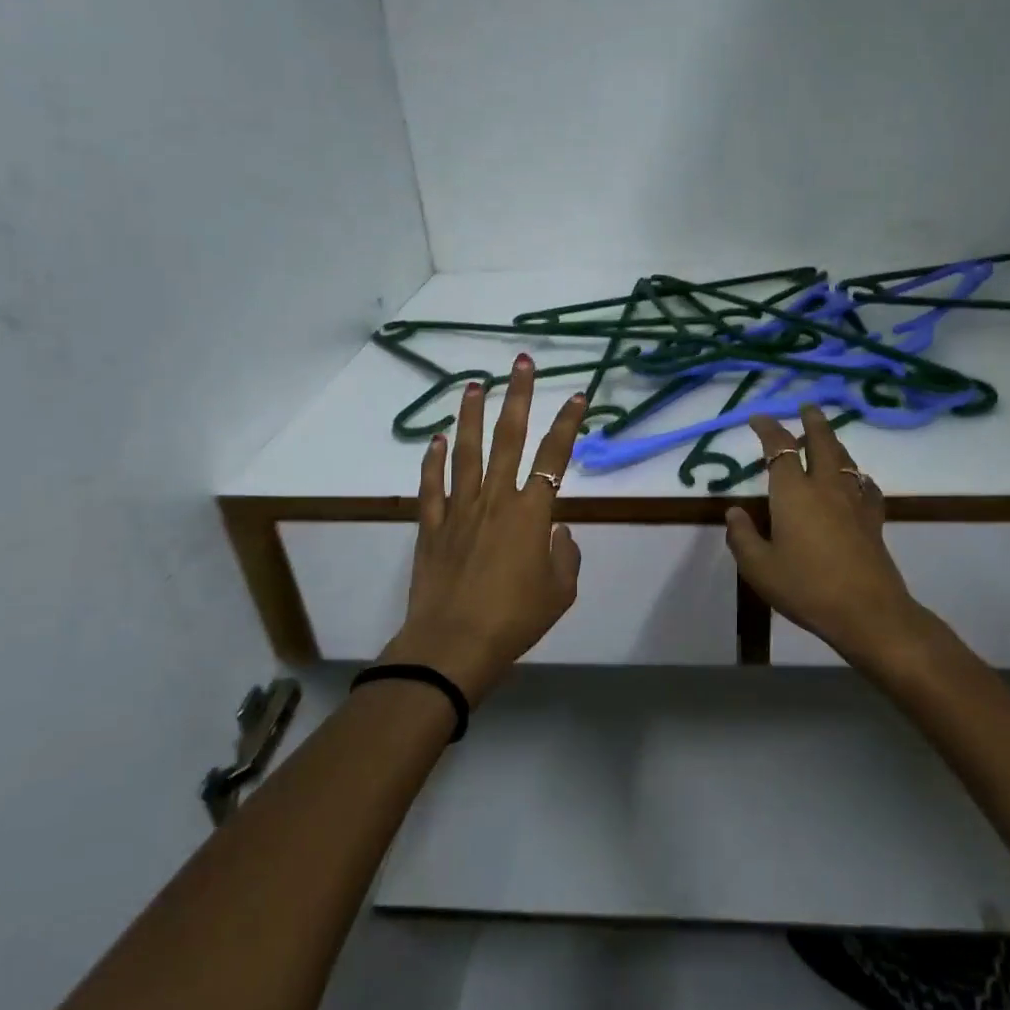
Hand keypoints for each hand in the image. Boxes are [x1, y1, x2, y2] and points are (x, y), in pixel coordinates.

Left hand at [381, 355, 586, 702]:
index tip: (578, 395)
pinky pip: (431, 485)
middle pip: (509, 438)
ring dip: (471, 415)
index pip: (555, 456)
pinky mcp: (431, 526)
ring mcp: (459, 509)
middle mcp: (495, 499)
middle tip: (521, 364)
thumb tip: (558, 534)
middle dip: (518, 397)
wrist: (453, 645)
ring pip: (465, 451)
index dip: (568, 423)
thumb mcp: (560, 592)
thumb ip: (566, 556)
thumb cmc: (515, 619)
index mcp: (531, 513)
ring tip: (474, 385)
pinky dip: (432, 460)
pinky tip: (435, 439)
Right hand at [723, 406, 934, 665]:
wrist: (867, 611)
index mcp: (793, 492)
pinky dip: (857, 476)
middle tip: (806, 407)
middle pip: (822, 441)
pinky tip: (856, 482)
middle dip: (812, 421)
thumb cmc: (805, 587)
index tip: (758, 418)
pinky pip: (865, 486)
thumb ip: (742, 537)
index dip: (768, 428)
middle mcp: (826, 487)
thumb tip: (734, 511)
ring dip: (834, 442)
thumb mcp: (759, 568)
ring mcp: (854, 501)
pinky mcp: (873, 520)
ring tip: (826, 438)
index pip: (779, 448)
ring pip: (846, 459)